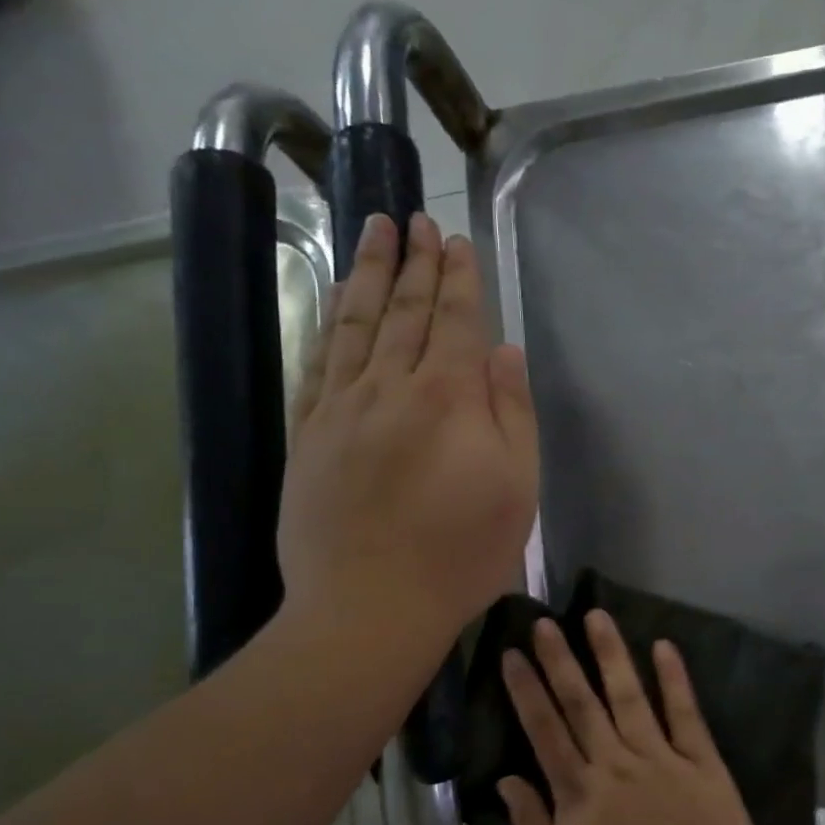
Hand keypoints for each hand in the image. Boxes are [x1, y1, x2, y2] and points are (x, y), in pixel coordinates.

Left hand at [279, 212, 538, 645]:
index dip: (458, 277)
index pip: (455, 320)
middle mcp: (390, 387)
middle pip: (403, 310)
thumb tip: (504, 352)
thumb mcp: (516, 488)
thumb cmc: (461, 552)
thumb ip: (513, 414)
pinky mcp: (308, 434)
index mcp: (448, 397)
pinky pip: (318, 362)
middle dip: (414, 261)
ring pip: (355, 324)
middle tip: (416, 218)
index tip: (456, 240)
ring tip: (373, 231)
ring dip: (366, 274)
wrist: (370, 605)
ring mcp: (341, 408)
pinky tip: (333, 305)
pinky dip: (328, 325)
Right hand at [498, 611, 767, 824]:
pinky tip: (664, 647)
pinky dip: (674, 680)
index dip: (526, 691)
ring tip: (597, 616)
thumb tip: (507, 779)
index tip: (512, 654)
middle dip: (560, 660)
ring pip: (629, 697)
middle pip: (581, 704)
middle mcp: (615, 765)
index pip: (544, 731)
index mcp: (579, 795)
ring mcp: (661, 759)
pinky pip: (685, 714)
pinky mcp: (702, 763)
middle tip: (545, 621)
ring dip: (611, 654)